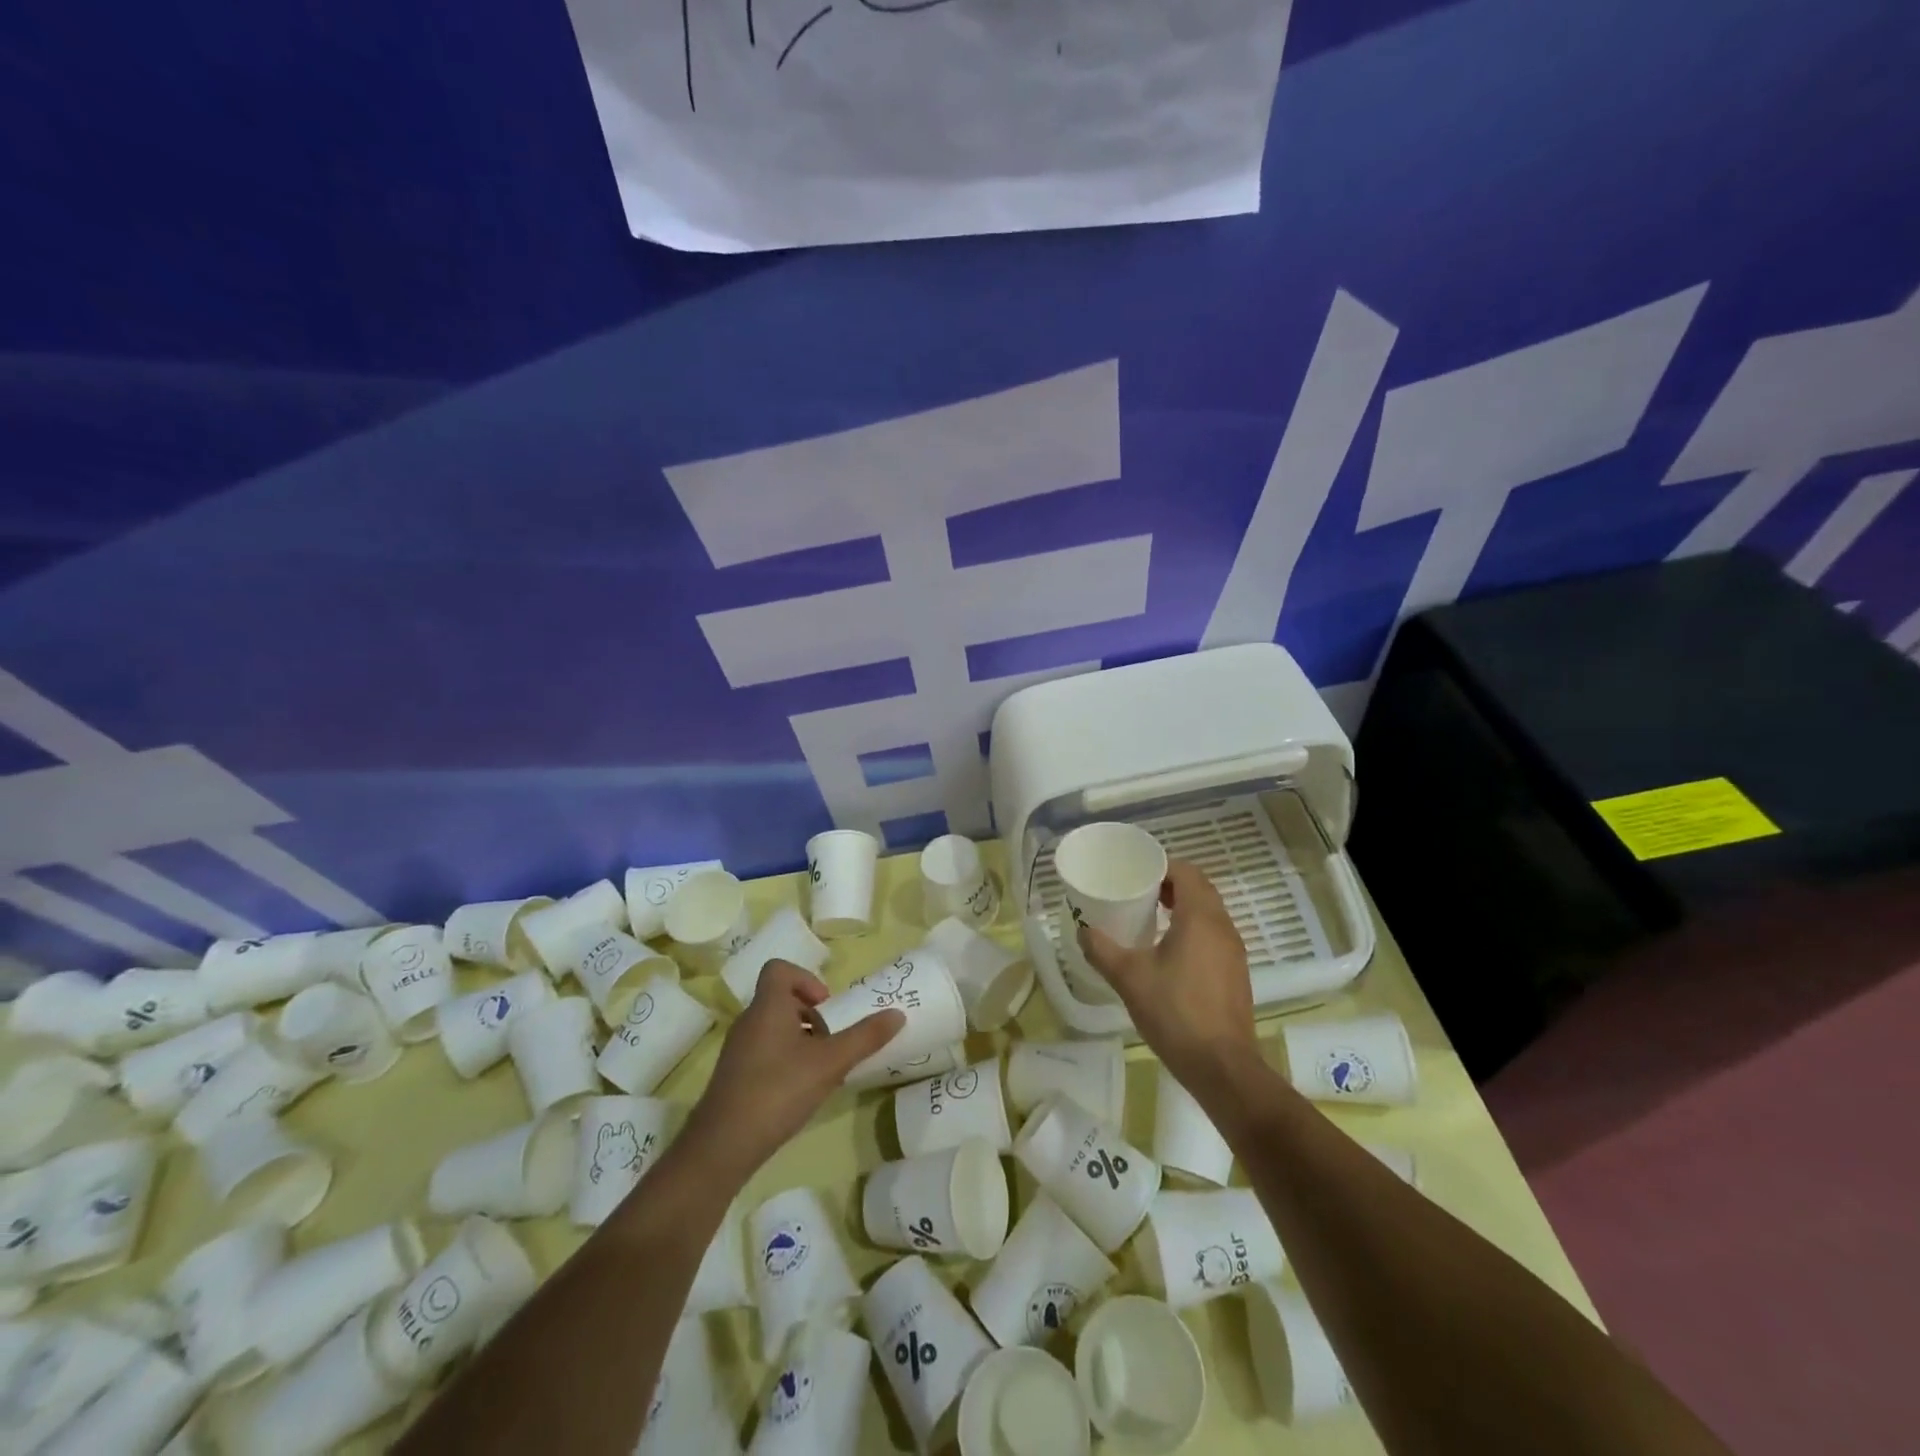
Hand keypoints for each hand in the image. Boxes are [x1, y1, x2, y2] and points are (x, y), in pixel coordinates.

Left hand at [682, 959, 903, 1181]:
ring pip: (773, 1028)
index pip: (779, 969)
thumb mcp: (830, 1062)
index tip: (826, 1006)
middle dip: (811, 1015)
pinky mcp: (734, 1076)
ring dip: (800, 1039)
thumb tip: (898, 1014)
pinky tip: (800, 1091)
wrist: (723, 1146)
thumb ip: (864, 1037)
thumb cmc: (778, 1090)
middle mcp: (749, 1021)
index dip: (806, 979)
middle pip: (780, 1000)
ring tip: (821, 1068)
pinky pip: (764, 1052)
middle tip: (831, 1041)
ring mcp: (738, 1050)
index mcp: (768, 1006)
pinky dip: (785, 1060)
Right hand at [1078, 860, 1257, 1095]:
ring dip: (1183, 908)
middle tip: (1139, 892)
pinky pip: (1214, 936)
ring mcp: (1233, 951)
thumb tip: (1082, 931)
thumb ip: (1102, 949)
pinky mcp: (1236, 973)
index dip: (1161, 866)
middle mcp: (1223, 927)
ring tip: (1150, 918)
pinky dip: (1193, 930)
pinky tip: (1169, 953)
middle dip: (1170, 885)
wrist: (1222, 1066)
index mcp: (1200, 918)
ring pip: (1209, 914)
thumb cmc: (1175, 1012)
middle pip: (1200, 889)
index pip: (1186, 872)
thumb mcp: (1129, 978)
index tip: (1136, 873)